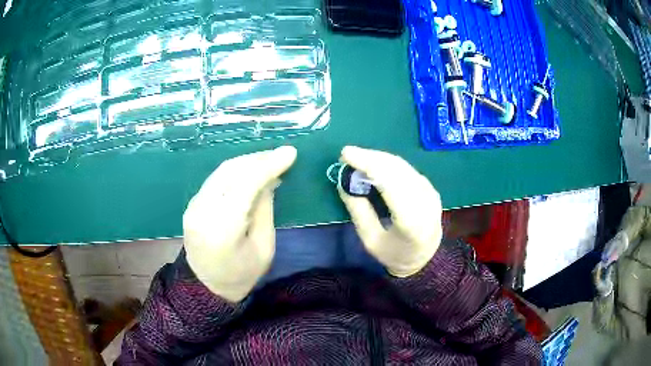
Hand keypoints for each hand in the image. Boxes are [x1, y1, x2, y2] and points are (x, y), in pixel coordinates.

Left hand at [183, 146, 296, 301]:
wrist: (207, 287)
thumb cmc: (241, 274)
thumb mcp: (264, 247)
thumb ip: (264, 209)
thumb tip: (270, 179)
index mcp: (222, 229)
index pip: (245, 184)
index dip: (269, 165)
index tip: (290, 153)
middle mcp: (202, 211)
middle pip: (230, 171)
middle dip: (258, 159)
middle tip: (281, 156)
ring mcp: (193, 206)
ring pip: (221, 171)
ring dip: (247, 162)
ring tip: (269, 161)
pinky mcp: (192, 204)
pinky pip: (216, 179)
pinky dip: (235, 171)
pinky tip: (250, 173)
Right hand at [338, 146, 442, 276]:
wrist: (425, 259)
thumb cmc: (394, 254)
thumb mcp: (371, 240)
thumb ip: (358, 211)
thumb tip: (344, 183)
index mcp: (412, 221)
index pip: (390, 183)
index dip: (368, 164)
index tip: (346, 155)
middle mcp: (425, 202)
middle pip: (397, 169)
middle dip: (371, 157)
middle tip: (348, 154)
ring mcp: (431, 193)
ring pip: (403, 166)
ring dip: (379, 158)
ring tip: (357, 157)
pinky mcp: (430, 189)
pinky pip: (407, 170)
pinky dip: (388, 164)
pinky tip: (375, 164)